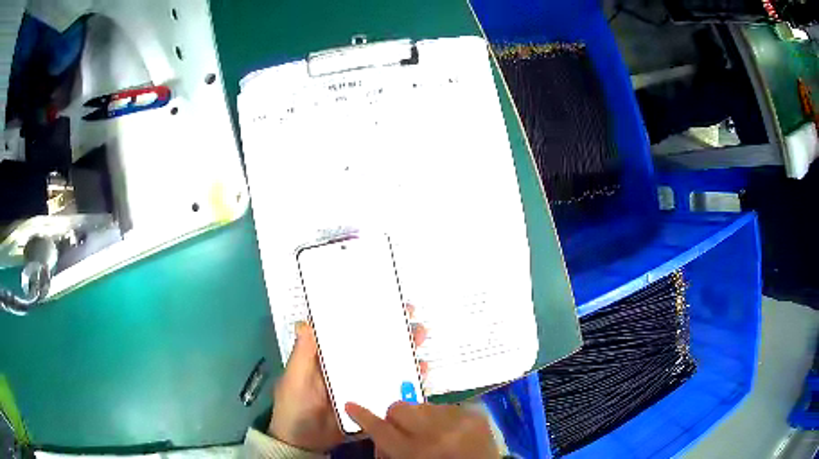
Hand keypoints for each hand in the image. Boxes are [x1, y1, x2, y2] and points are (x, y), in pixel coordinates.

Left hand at [269, 305, 427, 451]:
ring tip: (420, 342)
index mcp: (329, 357)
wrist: (305, 443)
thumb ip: (302, 355)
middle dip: (394, 332)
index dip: (367, 316)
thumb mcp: (294, 379)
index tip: (387, 303)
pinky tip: (421, 374)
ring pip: (387, 365)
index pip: (350, 332)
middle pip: (374, 346)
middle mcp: (348, 367)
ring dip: (405, 352)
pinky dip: (408, 381)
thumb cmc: (294, 406)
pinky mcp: (372, 402)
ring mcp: (362, 385)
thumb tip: (305, 322)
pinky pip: (393, 389)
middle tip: (413, 323)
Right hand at [345, 401, 499, 458]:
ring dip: (421, 418)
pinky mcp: (475, 415)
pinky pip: (448, 407)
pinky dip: (443, 418)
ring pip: (423, 406)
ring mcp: (458, 421)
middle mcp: (435, 432)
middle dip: (395, 418)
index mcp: (414, 451)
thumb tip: (380, 435)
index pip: (380, 429)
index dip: (363, 416)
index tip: (351, 404)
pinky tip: (450, 432)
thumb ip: (389, 450)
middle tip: (401, 431)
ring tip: (431, 433)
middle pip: (399, 408)